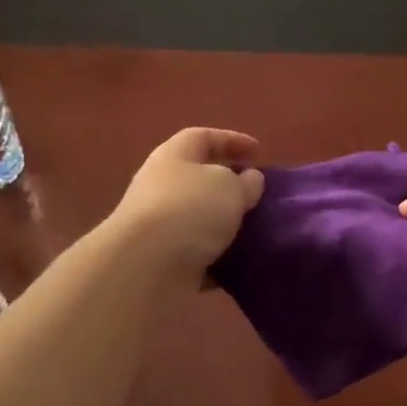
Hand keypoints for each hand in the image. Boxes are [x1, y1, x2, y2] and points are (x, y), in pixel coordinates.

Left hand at [112, 128, 264, 286]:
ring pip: (199, 221)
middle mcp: (161, 188)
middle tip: (258, 196)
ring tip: (257, 232)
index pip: (203, 138)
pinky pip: (197, 256)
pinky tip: (242, 264)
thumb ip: (245, 182)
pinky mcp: (163, 262)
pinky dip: (218, 259)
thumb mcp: (229, 187)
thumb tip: (249, 179)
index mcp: (173, 157)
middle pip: (198, 180)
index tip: (260, 153)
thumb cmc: (189, 211)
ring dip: (225, 226)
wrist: (146, 267)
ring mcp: (159, 228)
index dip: (232, 140)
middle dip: (229, 187)